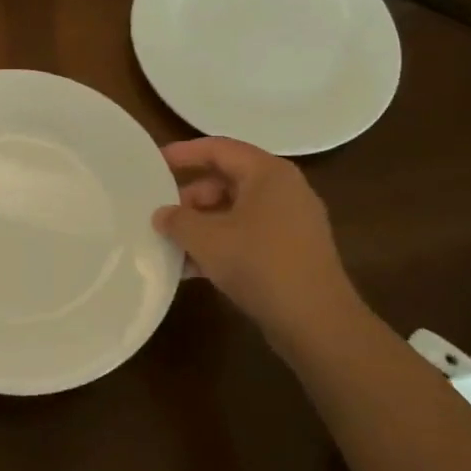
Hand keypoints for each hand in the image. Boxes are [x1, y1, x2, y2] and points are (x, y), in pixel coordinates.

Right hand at [154, 137, 365, 344]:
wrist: (316, 321)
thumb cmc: (259, 264)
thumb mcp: (206, 239)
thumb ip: (177, 220)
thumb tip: (162, 214)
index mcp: (268, 174)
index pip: (220, 149)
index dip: (184, 153)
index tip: (154, 163)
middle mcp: (284, 190)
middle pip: (227, 181)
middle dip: (190, 198)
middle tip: (162, 214)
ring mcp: (291, 222)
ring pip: (235, 212)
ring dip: (202, 225)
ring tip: (171, 245)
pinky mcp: (292, 252)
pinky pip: (248, 236)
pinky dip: (221, 245)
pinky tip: (193, 268)